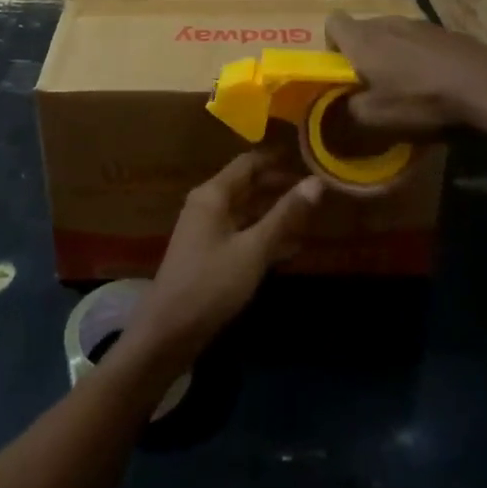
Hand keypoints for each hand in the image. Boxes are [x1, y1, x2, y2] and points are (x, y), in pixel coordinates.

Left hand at [129, 152, 322, 365]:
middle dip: (281, 186)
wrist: (169, 332)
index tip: (308, 156)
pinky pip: (242, 233)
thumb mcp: (253, 249)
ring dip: (276, 212)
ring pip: (248, 211)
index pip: (249, 162)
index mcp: (213, 194)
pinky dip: (265, 235)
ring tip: (312, 216)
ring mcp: (208, 230)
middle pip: (249, 185)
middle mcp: (208, 205)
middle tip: (317, 189)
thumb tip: (316, 182)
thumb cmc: (211, 284)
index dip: (277, 158)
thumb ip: (285, 215)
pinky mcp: (211, 254)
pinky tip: (292, 246)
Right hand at [325, 14, 486, 138]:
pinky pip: (420, 41)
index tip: (342, 70)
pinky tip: (435, 82)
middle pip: (363, 30)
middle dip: (363, 54)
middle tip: (373, 85)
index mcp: (362, 38)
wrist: (484, 85)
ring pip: (393, 36)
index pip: (333, 22)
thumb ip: (350, 109)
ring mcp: (418, 23)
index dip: (332, 45)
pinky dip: (420, 58)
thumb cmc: (420, 99)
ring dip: (393, 56)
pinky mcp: (445, 31)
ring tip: (408, 86)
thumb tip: (345, 105)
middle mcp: (386, 22)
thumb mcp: (376, 117)